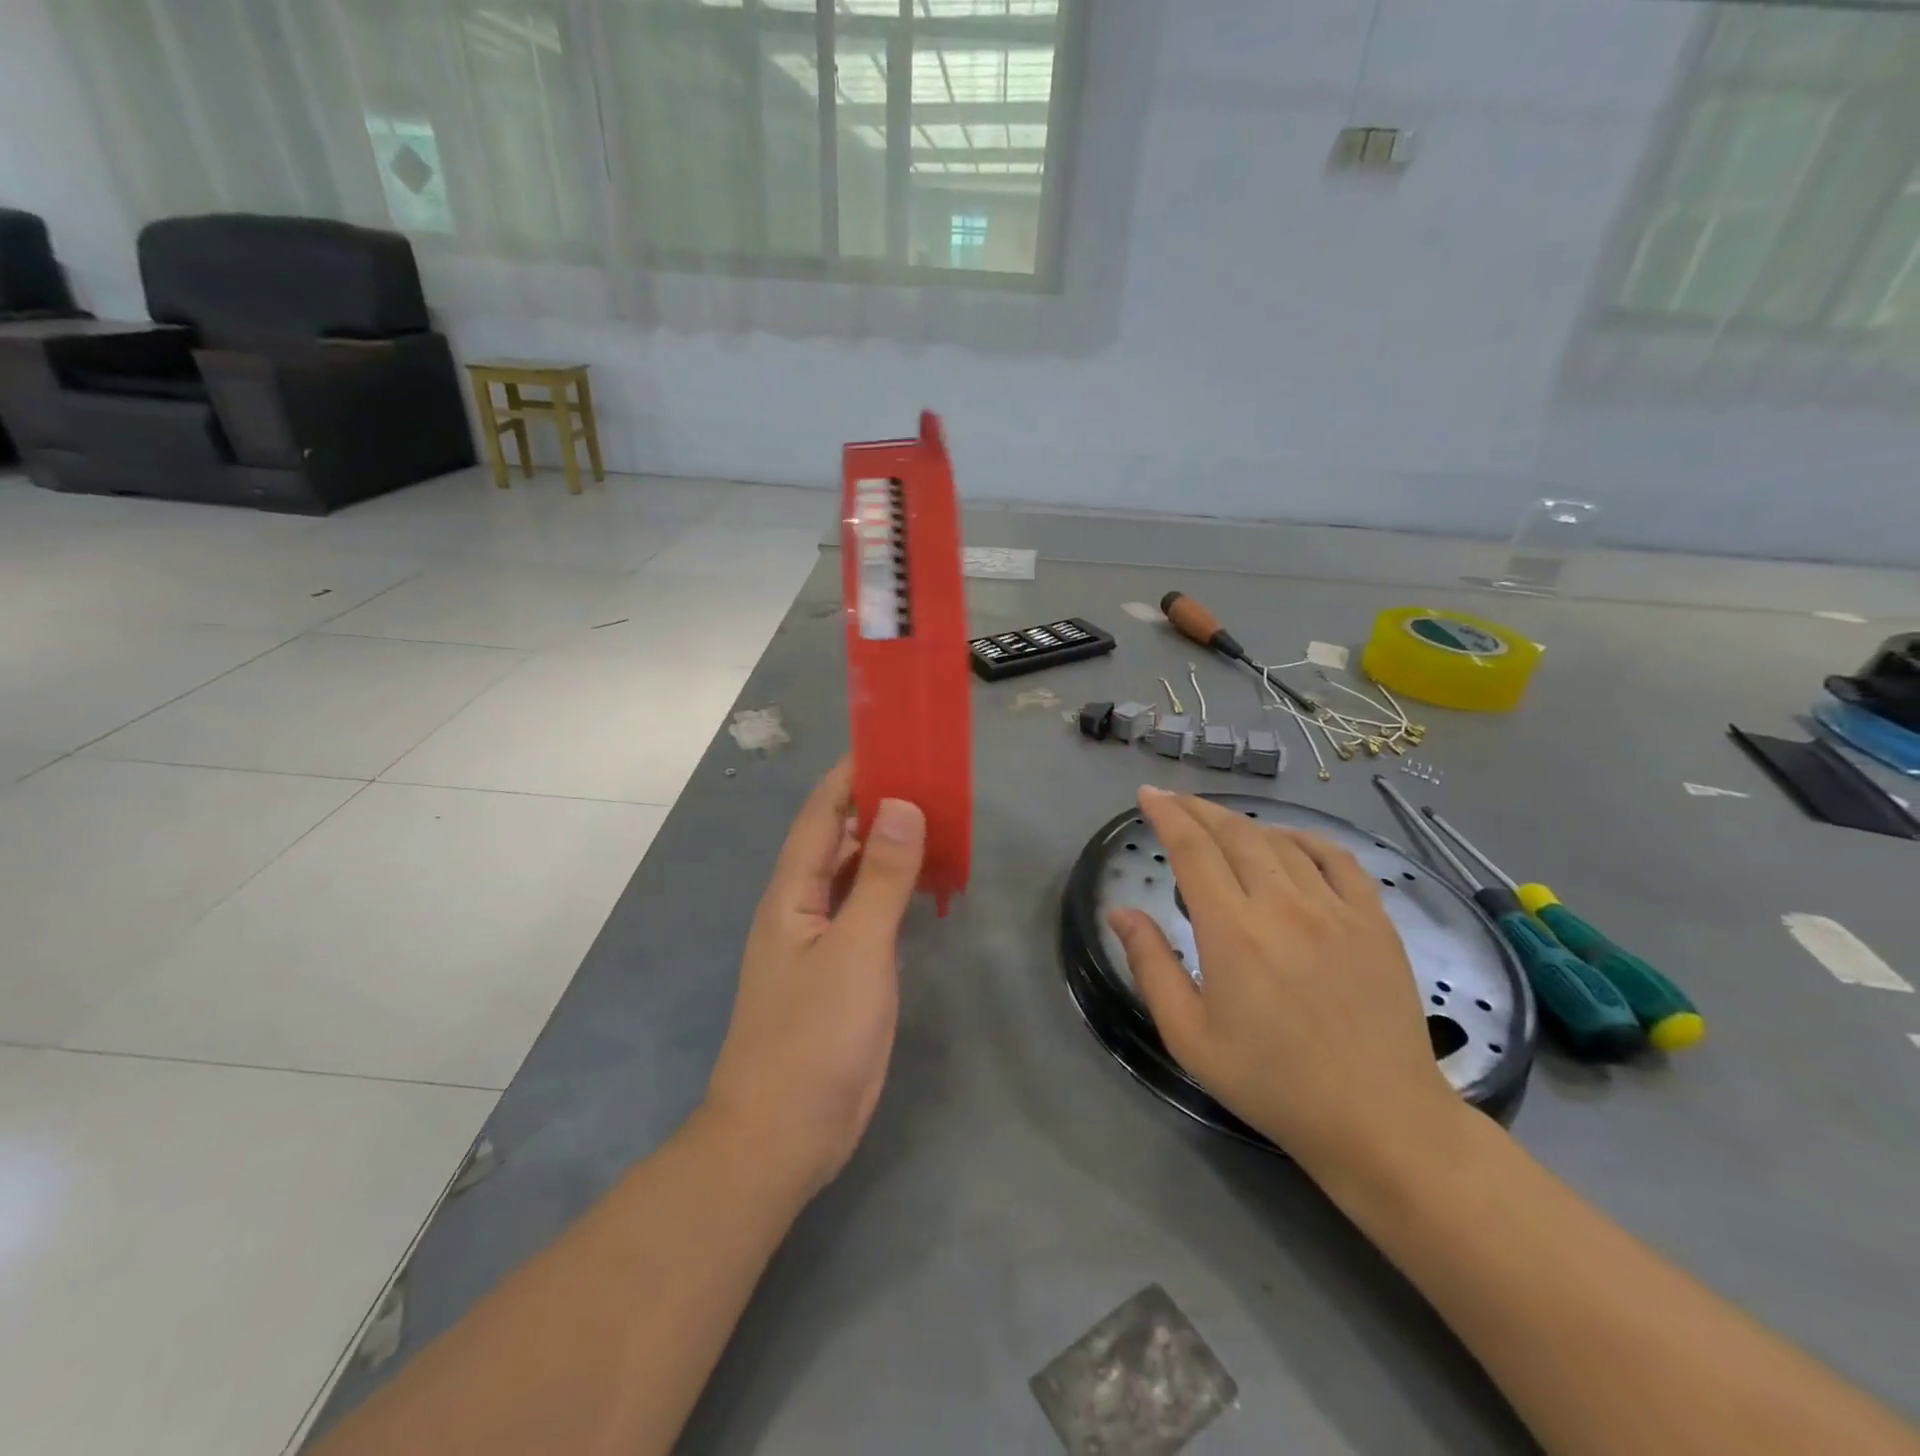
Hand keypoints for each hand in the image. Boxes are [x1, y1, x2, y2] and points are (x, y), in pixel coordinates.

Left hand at [703, 758, 925, 1198]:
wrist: (783, 1135)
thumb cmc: (813, 1038)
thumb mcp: (855, 951)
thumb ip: (882, 879)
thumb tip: (902, 805)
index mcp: (792, 892)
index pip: (821, 814)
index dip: (851, 774)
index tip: (892, 742)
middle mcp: (803, 906)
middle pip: (840, 839)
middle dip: (878, 804)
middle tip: (931, 777)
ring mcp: (822, 940)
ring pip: (857, 875)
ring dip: (890, 845)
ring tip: (937, 816)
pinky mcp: (843, 970)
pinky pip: (870, 911)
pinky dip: (895, 889)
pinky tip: (925, 881)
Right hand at [1108, 787, 1458, 1176]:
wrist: (1379, 1120)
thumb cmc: (1272, 1083)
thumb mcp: (1190, 1037)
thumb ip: (1151, 966)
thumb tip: (1120, 911)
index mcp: (1232, 933)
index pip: (1192, 851)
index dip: (1166, 815)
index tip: (1146, 796)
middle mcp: (1283, 906)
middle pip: (1234, 833)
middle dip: (1197, 809)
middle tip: (1173, 800)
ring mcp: (1336, 908)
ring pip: (1280, 840)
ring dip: (1242, 822)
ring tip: (1218, 823)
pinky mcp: (1374, 920)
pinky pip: (1337, 857)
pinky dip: (1304, 837)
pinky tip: (1287, 839)